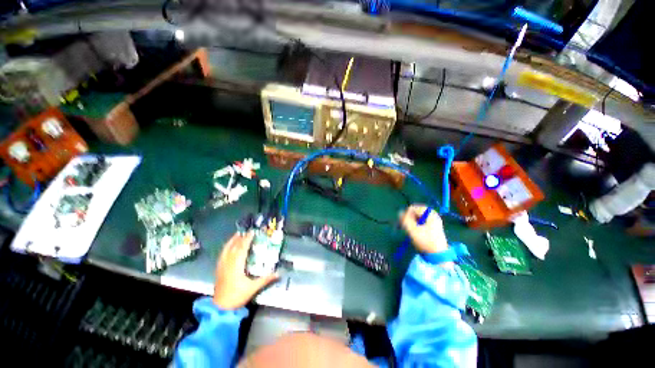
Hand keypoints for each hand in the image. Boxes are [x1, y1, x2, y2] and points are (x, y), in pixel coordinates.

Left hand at [213, 231, 278, 309]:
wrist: (220, 308)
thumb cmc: (237, 297)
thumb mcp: (253, 288)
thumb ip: (266, 279)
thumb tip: (278, 273)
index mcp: (236, 266)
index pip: (242, 249)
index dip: (247, 239)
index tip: (252, 232)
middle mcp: (227, 263)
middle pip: (234, 247)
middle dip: (241, 238)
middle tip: (247, 231)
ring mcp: (221, 266)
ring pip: (226, 249)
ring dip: (232, 241)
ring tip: (238, 234)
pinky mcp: (218, 269)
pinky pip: (222, 254)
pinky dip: (226, 247)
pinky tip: (229, 247)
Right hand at [400, 204, 448, 253]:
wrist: (439, 255)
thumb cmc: (425, 241)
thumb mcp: (412, 230)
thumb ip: (405, 220)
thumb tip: (400, 212)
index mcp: (430, 214)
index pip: (414, 208)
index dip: (406, 213)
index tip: (403, 222)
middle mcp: (433, 215)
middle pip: (417, 211)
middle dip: (409, 217)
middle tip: (405, 224)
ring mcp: (435, 221)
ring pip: (419, 216)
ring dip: (412, 220)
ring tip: (410, 228)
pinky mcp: (434, 227)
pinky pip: (423, 221)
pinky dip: (417, 223)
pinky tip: (415, 230)